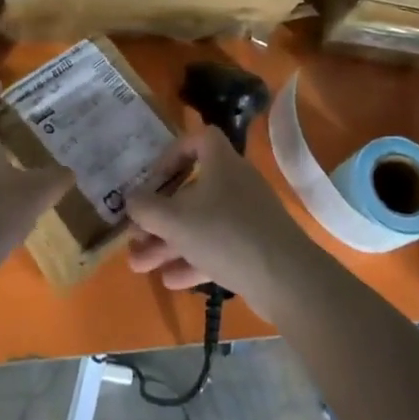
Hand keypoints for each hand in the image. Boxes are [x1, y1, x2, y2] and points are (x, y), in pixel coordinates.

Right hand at [124, 126, 320, 317]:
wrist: (286, 279)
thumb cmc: (226, 234)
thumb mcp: (175, 220)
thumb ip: (146, 208)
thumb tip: (131, 199)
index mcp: (222, 163)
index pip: (199, 140)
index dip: (172, 155)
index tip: (153, 180)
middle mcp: (235, 184)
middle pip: (191, 191)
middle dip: (159, 215)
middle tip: (134, 235)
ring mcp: (246, 218)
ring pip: (200, 224)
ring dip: (168, 243)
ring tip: (138, 265)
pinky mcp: (253, 248)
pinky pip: (216, 247)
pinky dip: (191, 259)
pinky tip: (168, 280)